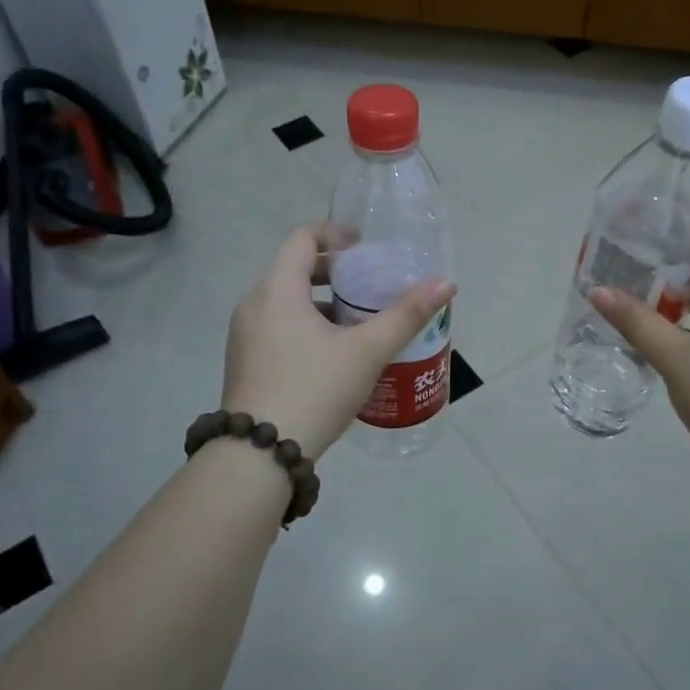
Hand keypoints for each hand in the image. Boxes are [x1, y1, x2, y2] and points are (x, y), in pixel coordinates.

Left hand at [221, 225, 456, 460]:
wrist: (259, 454)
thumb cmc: (314, 389)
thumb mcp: (367, 351)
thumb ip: (406, 315)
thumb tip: (446, 284)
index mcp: (277, 290)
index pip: (302, 238)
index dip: (335, 234)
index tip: (365, 247)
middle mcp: (253, 305)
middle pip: (293, 269)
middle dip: (332, 272)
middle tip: (368, 286)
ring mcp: (243, 337)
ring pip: (284, 302)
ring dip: (319, 303)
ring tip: (357, 324)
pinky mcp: (244, 364)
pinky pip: (276, 328)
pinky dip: (303, 327)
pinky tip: (332, 357)